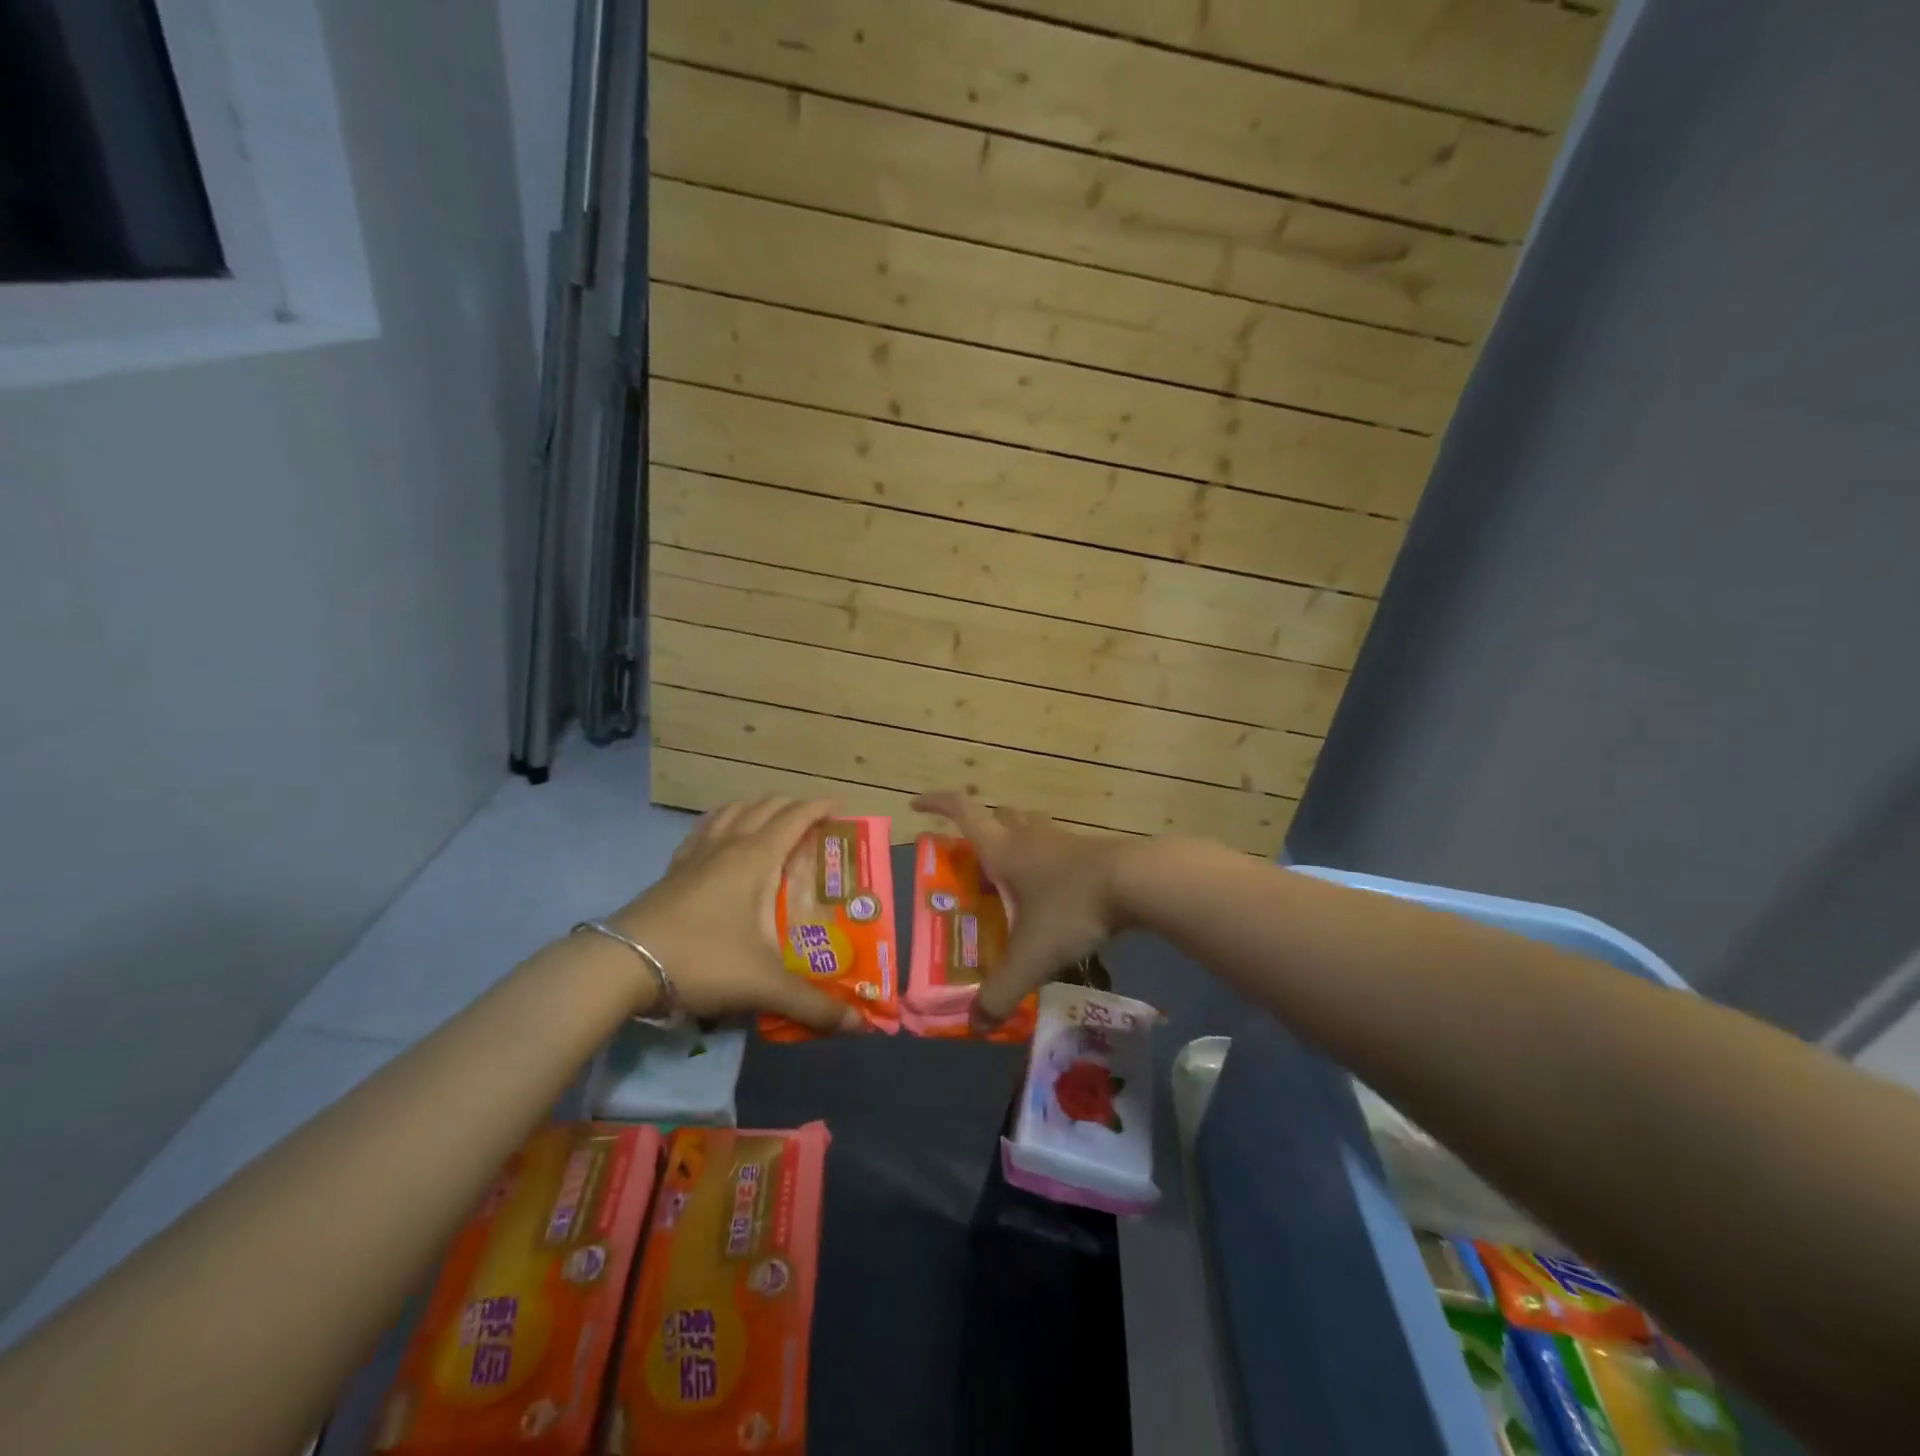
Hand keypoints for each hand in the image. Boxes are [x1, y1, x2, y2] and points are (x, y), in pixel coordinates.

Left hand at [608, 797, 865, 1034]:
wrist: (622, 966)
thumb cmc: (702, 961)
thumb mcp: (763, 985)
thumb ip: (812, 1004)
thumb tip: (859, 1024)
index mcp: (756, 858)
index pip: (795, 817)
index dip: (820, 806)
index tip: (842, 805)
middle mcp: (728, 845)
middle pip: (764, 807)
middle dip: (793, 806)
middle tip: (814, 824)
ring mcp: (695, 854)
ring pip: (731, 811)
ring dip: (757, 809)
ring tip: (771, 825)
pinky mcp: (672, 870)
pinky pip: (703, 830)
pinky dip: (722, 823)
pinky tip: (721, 841)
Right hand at [913, 792, 1131, 1030]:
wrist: (1136, 882)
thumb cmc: (1071, 907)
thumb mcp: (1031, 956)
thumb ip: (1001, 991)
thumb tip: (975, 1024)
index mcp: (1003, 850)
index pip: (963, 811)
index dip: (937, 804)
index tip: (917, 805)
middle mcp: (1028, 837)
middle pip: (998, 815)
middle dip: (980, 826)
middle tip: (972, 855)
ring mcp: (1061, 840)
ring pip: (1030, 827)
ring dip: (1016, 840)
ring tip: (1011, 874)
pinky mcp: (1089, 850)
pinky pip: (1057, 846)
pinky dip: (1046, 859)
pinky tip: (1052, 889)